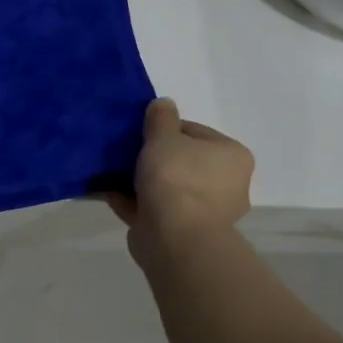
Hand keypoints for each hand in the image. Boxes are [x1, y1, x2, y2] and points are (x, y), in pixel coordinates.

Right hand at [107, 98, 253, 253]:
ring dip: (143, 182)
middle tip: (126, 153)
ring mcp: (207, 213)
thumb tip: (164, 104)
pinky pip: (157, 210)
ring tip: (113, 173)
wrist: (174, 238)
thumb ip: (161, 117)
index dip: (164, 130)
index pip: (194, 132)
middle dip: (154, 158)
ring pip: (168, 188)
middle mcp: (228, 185)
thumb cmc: (176, 178)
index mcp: (232, 156)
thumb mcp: (163, 136)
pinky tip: (110, 193)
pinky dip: (136, 203)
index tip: (140, 134)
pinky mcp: (185, 234)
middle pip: (183, 161)